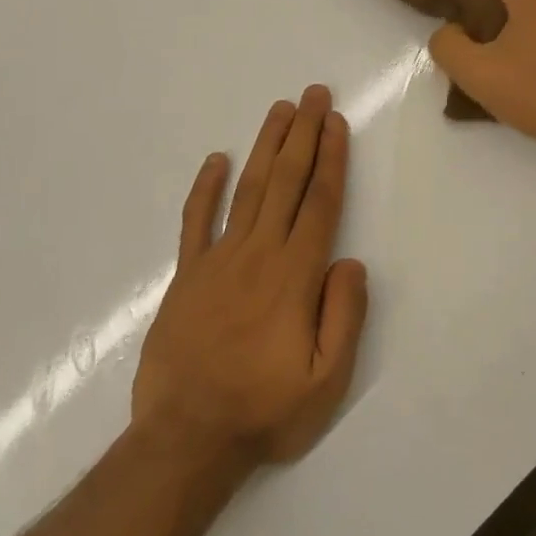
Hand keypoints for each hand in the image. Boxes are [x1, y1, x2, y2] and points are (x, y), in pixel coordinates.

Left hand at [132, 86, 369, 469]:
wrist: (185, 441)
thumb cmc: (263, 411)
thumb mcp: (326, 381)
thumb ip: (344, 316)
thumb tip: (351, 261)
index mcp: (294, 276)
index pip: (319, 203)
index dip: (330, 158)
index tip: (336, 122)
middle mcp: (258, 255)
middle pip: (285, 182)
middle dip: (303, 134)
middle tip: (313, 94)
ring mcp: (217, 261)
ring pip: (247, 189)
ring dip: (265, 146)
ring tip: (280, 110)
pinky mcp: (186, 276)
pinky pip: (195, 222)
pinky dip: (205, 188)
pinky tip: (215, 160)